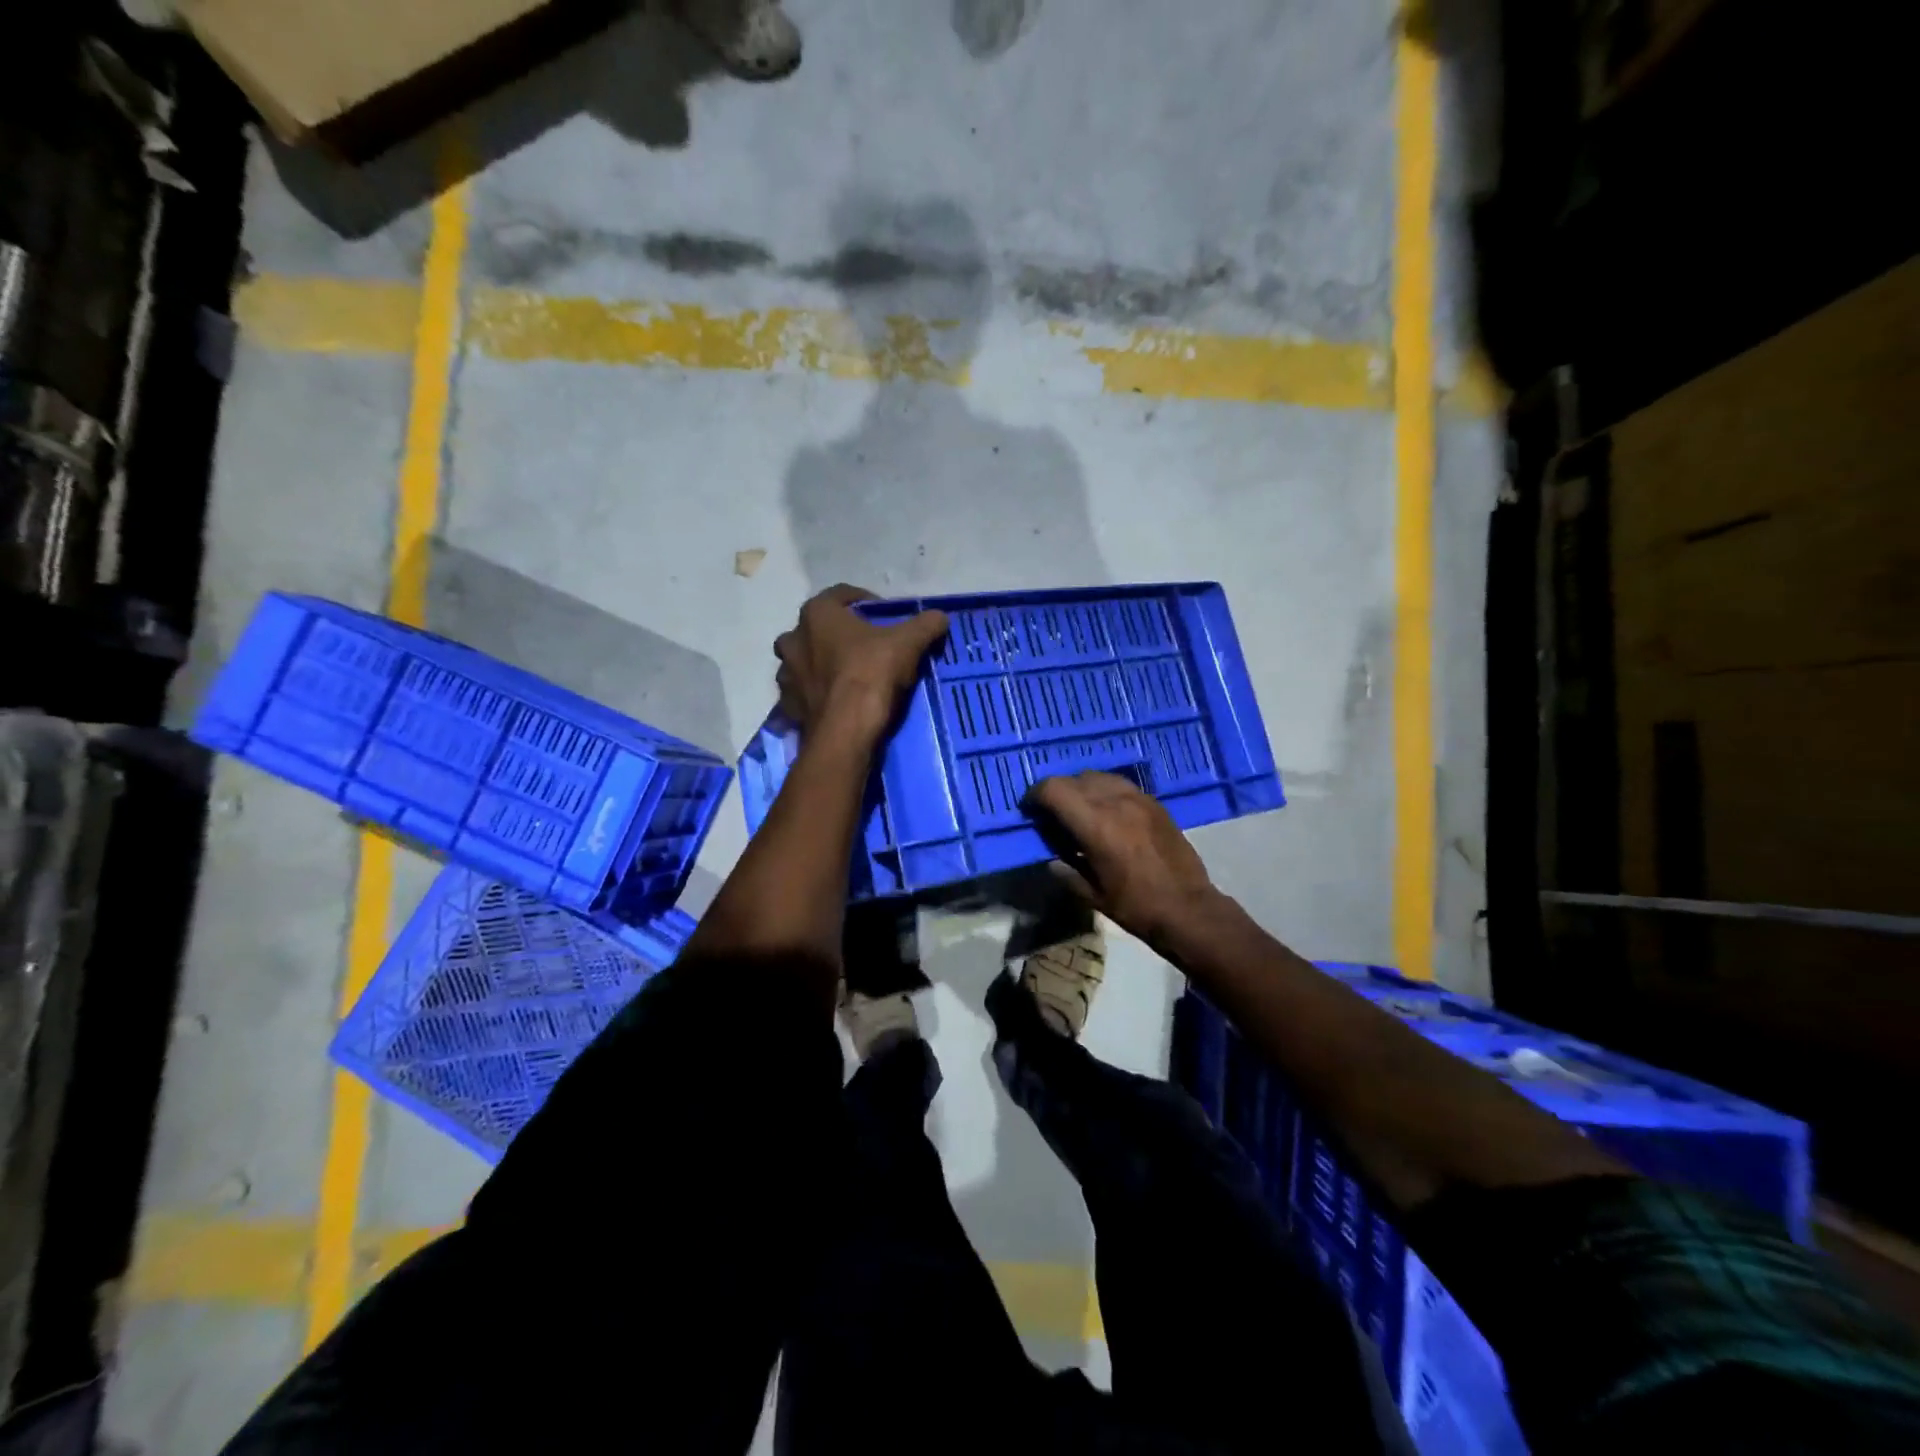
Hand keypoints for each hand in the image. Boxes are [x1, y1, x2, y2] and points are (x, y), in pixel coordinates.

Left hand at [775, 585, 949, 742]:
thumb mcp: (908, 643)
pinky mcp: (788, 704)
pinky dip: (818, 692)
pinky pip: (804, 691)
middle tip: (866, 647)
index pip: (841, 595)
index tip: (885, 617)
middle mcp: (793, 637)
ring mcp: (786, 673)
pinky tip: (838, 701)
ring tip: (851, 676)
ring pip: (806, 660)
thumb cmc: (871, 672)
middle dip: (840, 634)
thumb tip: (941, 616)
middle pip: (819, 628)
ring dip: (824, 663)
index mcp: (817, 613)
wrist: (846, 729)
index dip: (866, 602)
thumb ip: (925, 624)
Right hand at [1027, 771, 1221, 945]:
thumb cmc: (1135, 906)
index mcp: (1095, 824)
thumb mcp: (1090, 893)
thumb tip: (1050, 856)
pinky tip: (1107, 813)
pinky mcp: (1154, 803)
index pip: (1054, 789)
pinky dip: (1105, 792)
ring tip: (1079, 810)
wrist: (1188, 908)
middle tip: (1051, 814)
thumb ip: (1064, 869)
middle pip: (1074, 779)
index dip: (1035, 795)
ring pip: (1098, 777)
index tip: (1030, 810)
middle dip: (1057, 792)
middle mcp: (1115, 802)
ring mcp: (1138, 798)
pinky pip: (1120, 785)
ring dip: (1081, 788)